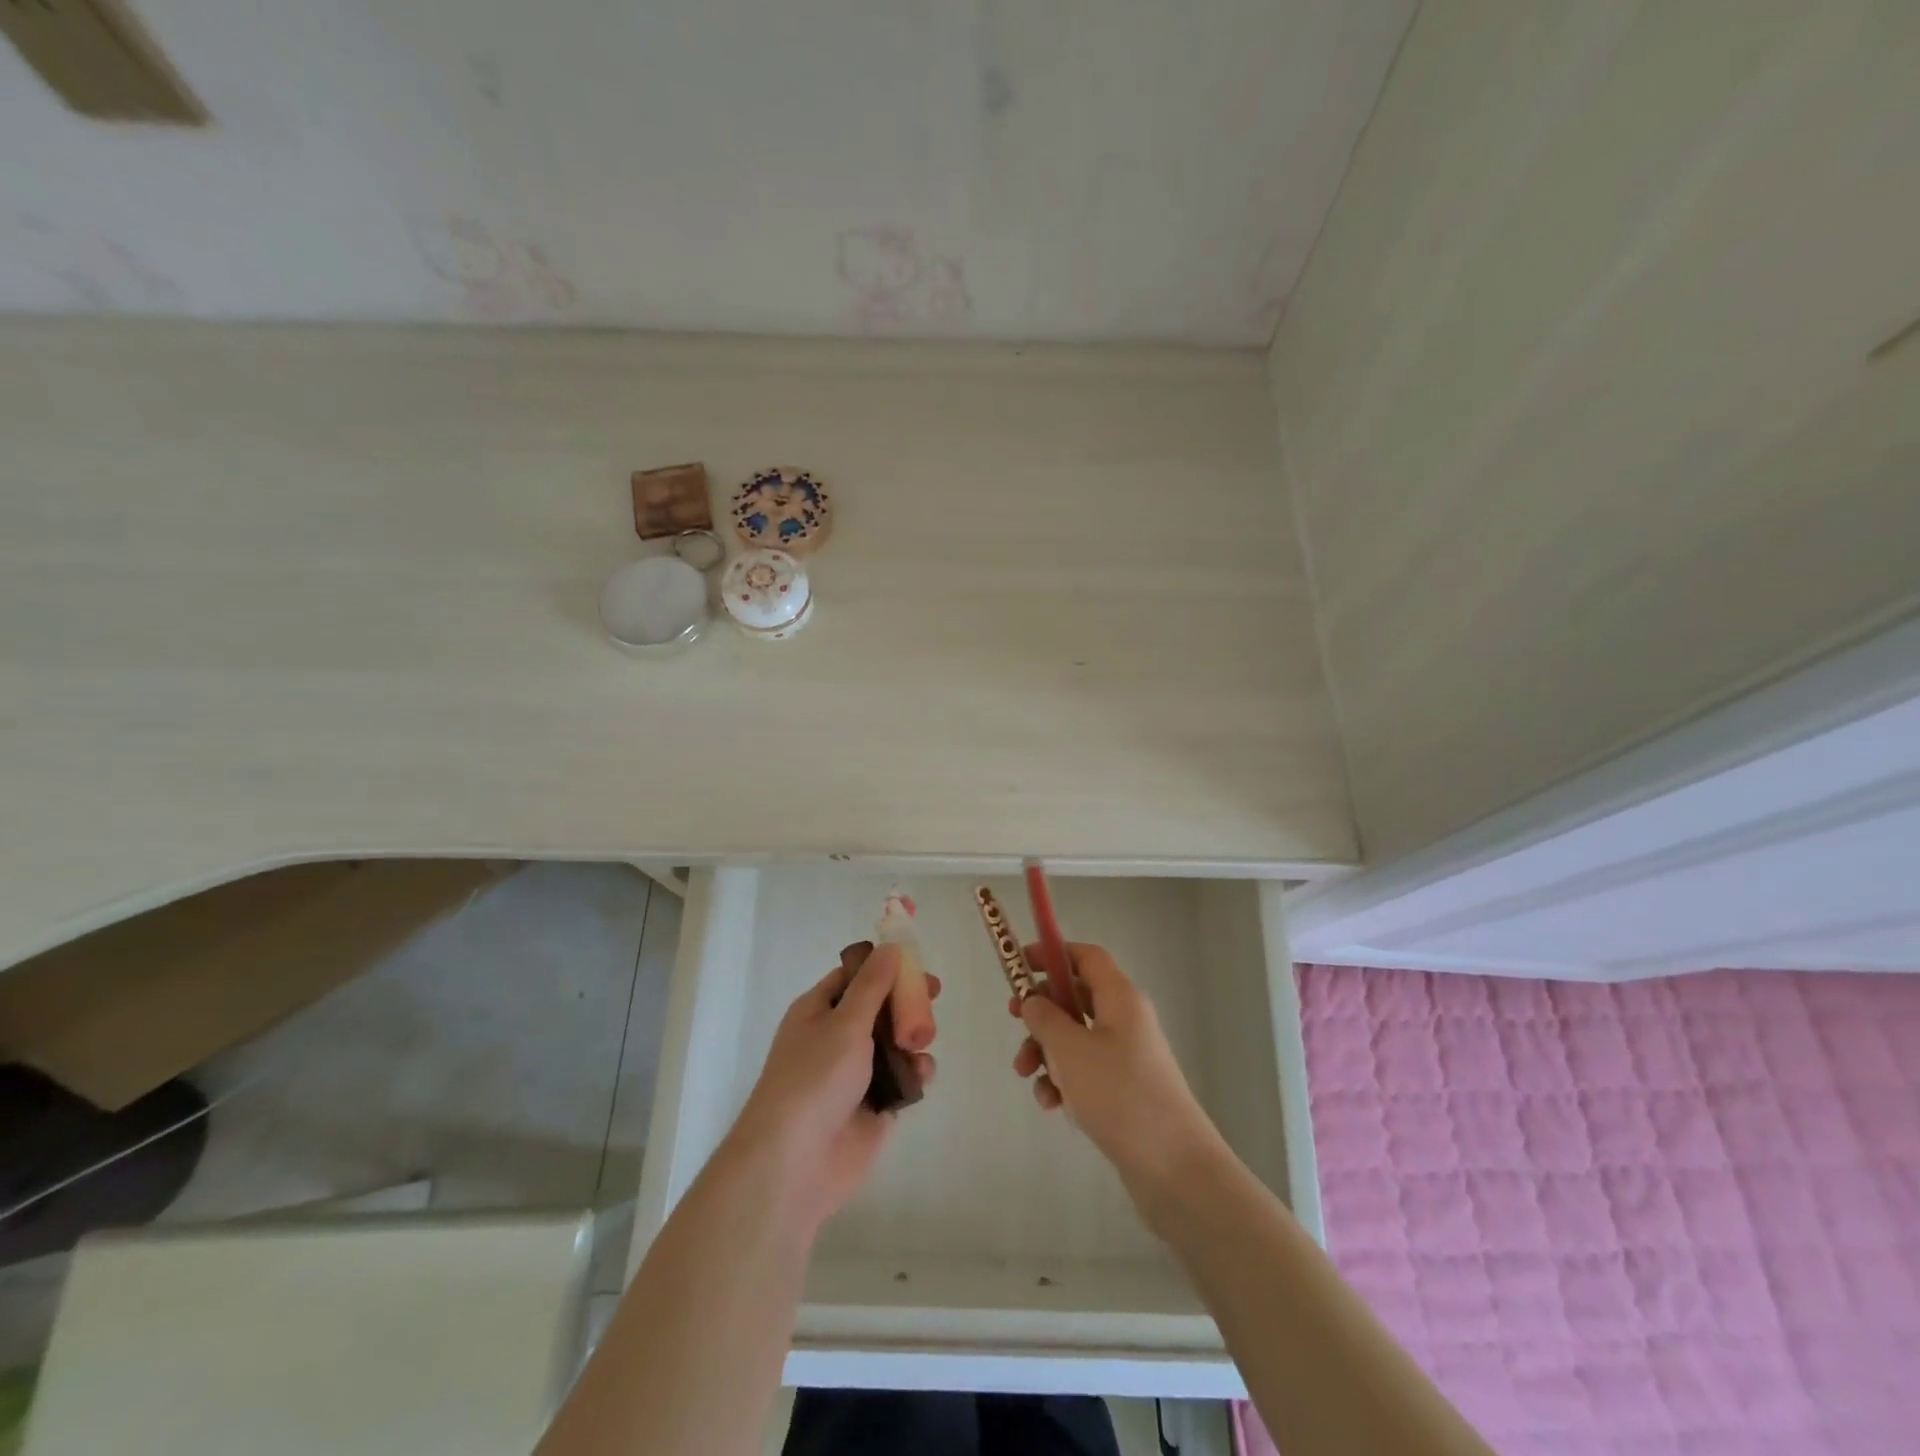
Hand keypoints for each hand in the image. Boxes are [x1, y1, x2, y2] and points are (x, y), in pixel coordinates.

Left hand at [729, 942, 938, 1232]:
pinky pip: (902, 1078)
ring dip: (913, 1037)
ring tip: (921, 1042)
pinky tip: (921, 1075)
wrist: (795, 1162)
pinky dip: (915, 1072)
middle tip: (933, 994)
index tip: (915, 960)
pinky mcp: (875, 1105)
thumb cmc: (814, 1078)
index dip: (883, 966)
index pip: (853, 977)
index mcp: (817, 1011)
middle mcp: (835, 1038)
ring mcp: (855, 1073)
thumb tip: (890, 947)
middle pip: (879, 1007)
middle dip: (906, 1001)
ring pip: (895, 1042)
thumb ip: (873, 985)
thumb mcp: (845, 1022)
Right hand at [1011, 942, 1224, 1217]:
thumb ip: (1045, 1018)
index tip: (1020, 963)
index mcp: (1120, 998)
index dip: (1053, 953)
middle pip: (1076, 997)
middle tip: (1014, 1021)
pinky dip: (1063, 1080)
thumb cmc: (1120, 1094)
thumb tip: (1033, 1000)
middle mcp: (1126, 1019)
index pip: (1086, 956)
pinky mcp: (1124, 1089)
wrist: (1174, 1167)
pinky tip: (1052, 1104)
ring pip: (1076, 1037)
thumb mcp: (1070, 1050)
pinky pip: (1085, 1071)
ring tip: (1026, 1075)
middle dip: (1042, 1011)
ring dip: (1046, 1050)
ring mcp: (1127, 1056)